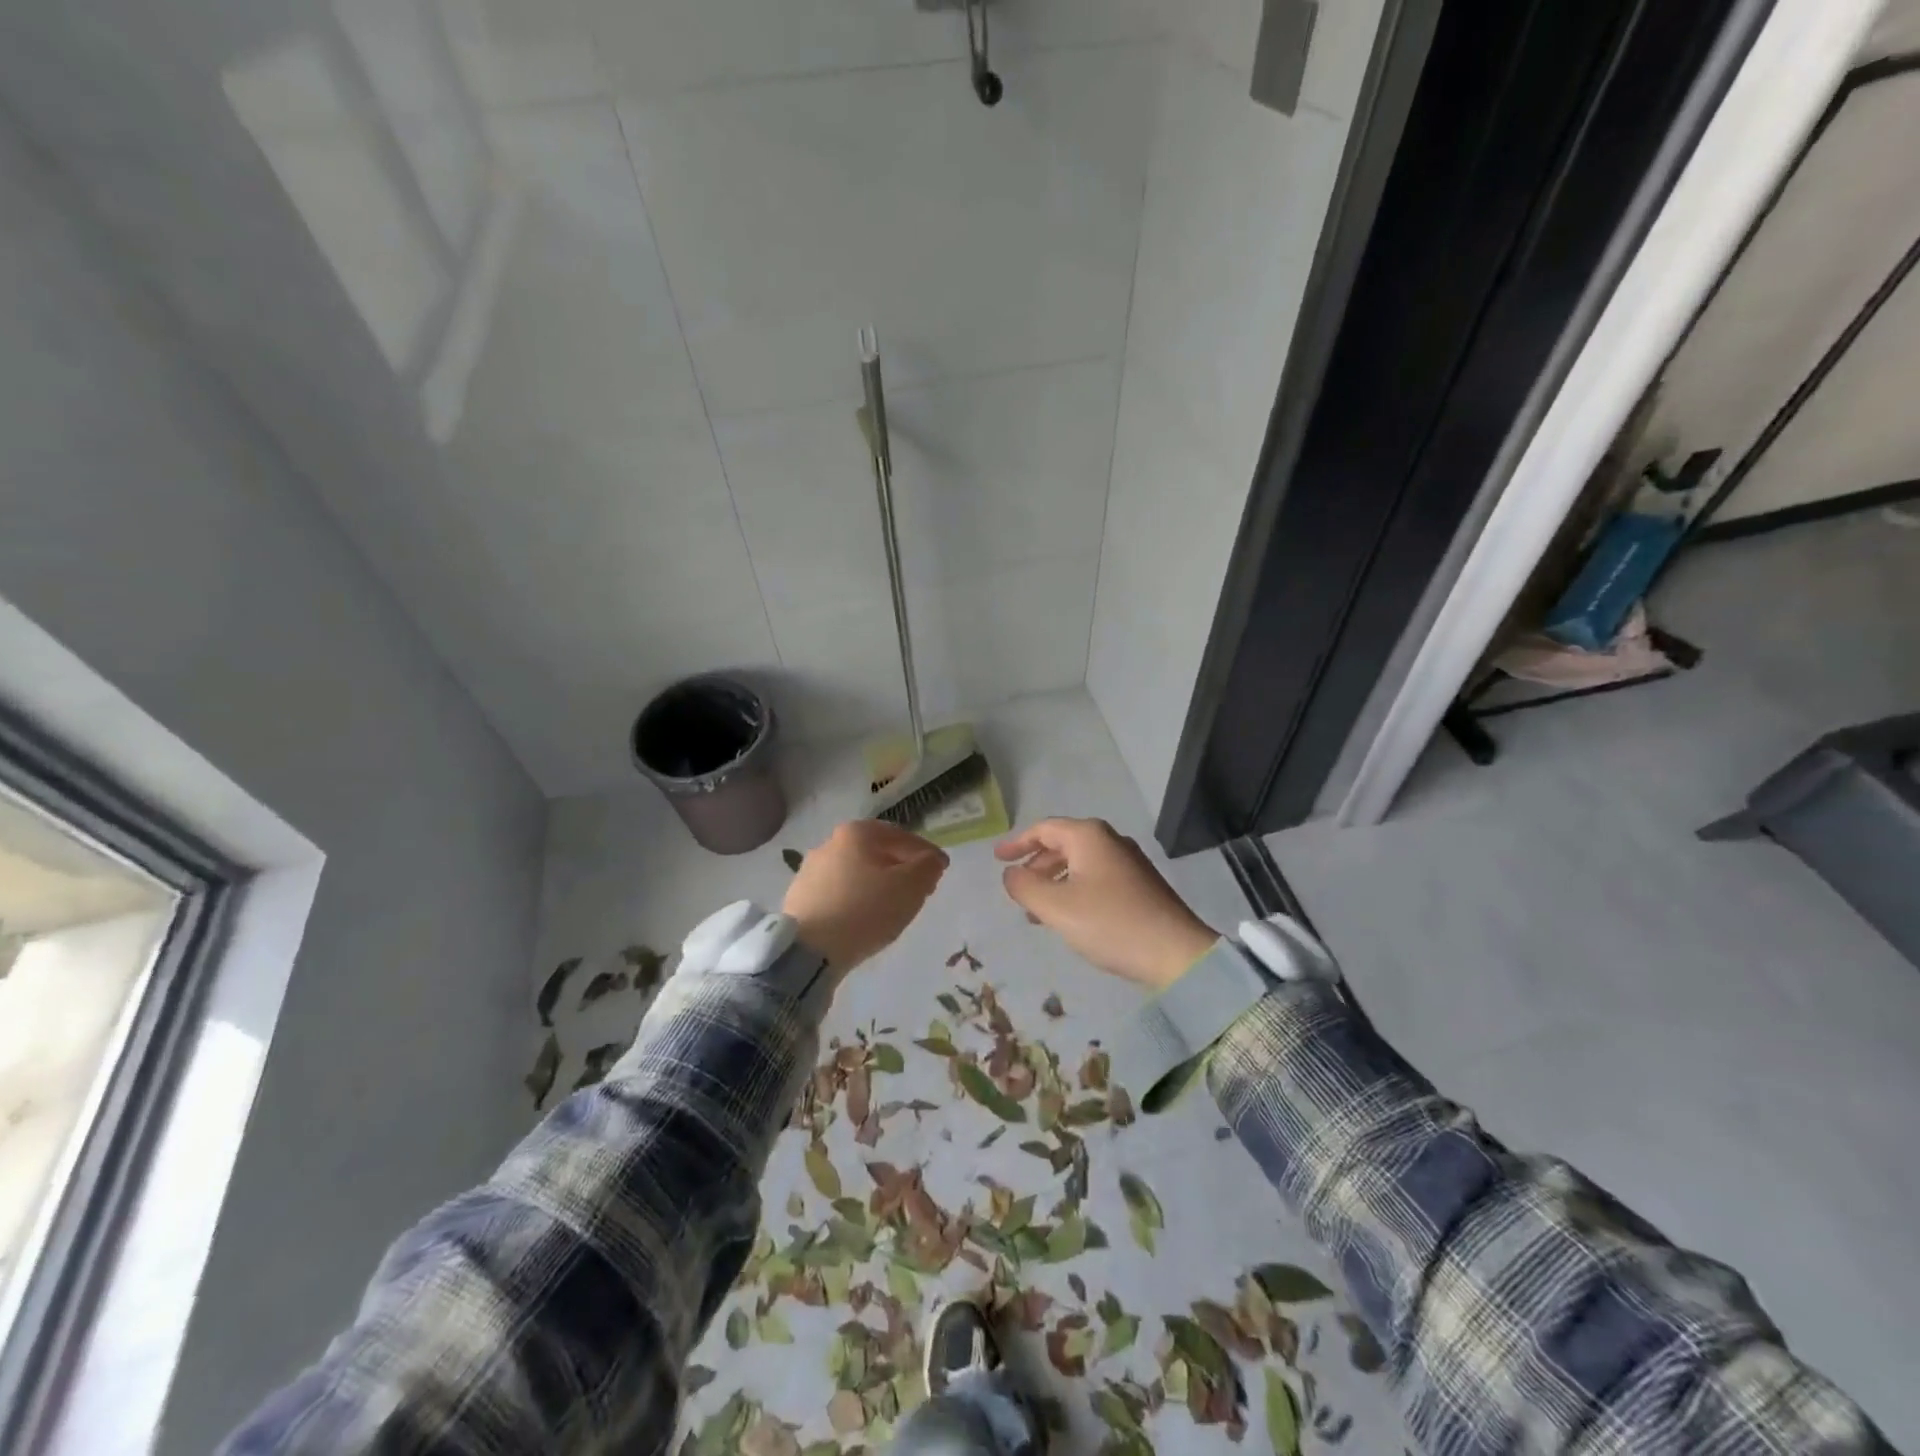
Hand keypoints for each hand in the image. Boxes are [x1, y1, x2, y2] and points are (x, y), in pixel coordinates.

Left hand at [784, 820, 948, 978]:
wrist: (809, 950)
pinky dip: (854, 900)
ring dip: (876, 884)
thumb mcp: (910, 887)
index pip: (901, 836)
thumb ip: (928, 867)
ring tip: (891, 907)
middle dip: (900, 867)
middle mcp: (829, 843)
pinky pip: (837, 893)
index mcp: (856, 833)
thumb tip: (932, 860)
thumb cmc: (865, 910)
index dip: (925, 853)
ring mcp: (809, 871)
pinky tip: (862, 919)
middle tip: (919, 889)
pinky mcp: (798, 898)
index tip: (940, 870)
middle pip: (876, 852)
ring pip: (855, 872)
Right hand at [995, 818, 1218, 990]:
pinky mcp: (1140, 884)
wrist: (1175, 953)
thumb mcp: (1056, 907)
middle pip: (1062, 844)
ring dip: (1054, 882)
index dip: (1017, 843)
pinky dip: (1074, 890)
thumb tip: (1011, 874)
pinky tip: (1069, 917)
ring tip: (1036, 911)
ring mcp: (1128, 862)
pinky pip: (1095, 878)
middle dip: (1036, 865)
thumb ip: (1024, 886)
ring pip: (1079, 863)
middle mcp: (1110, 841)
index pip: (1043, 829)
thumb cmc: (1110, 923)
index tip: (997, 858)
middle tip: (1016, 887)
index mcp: (1088, 836)